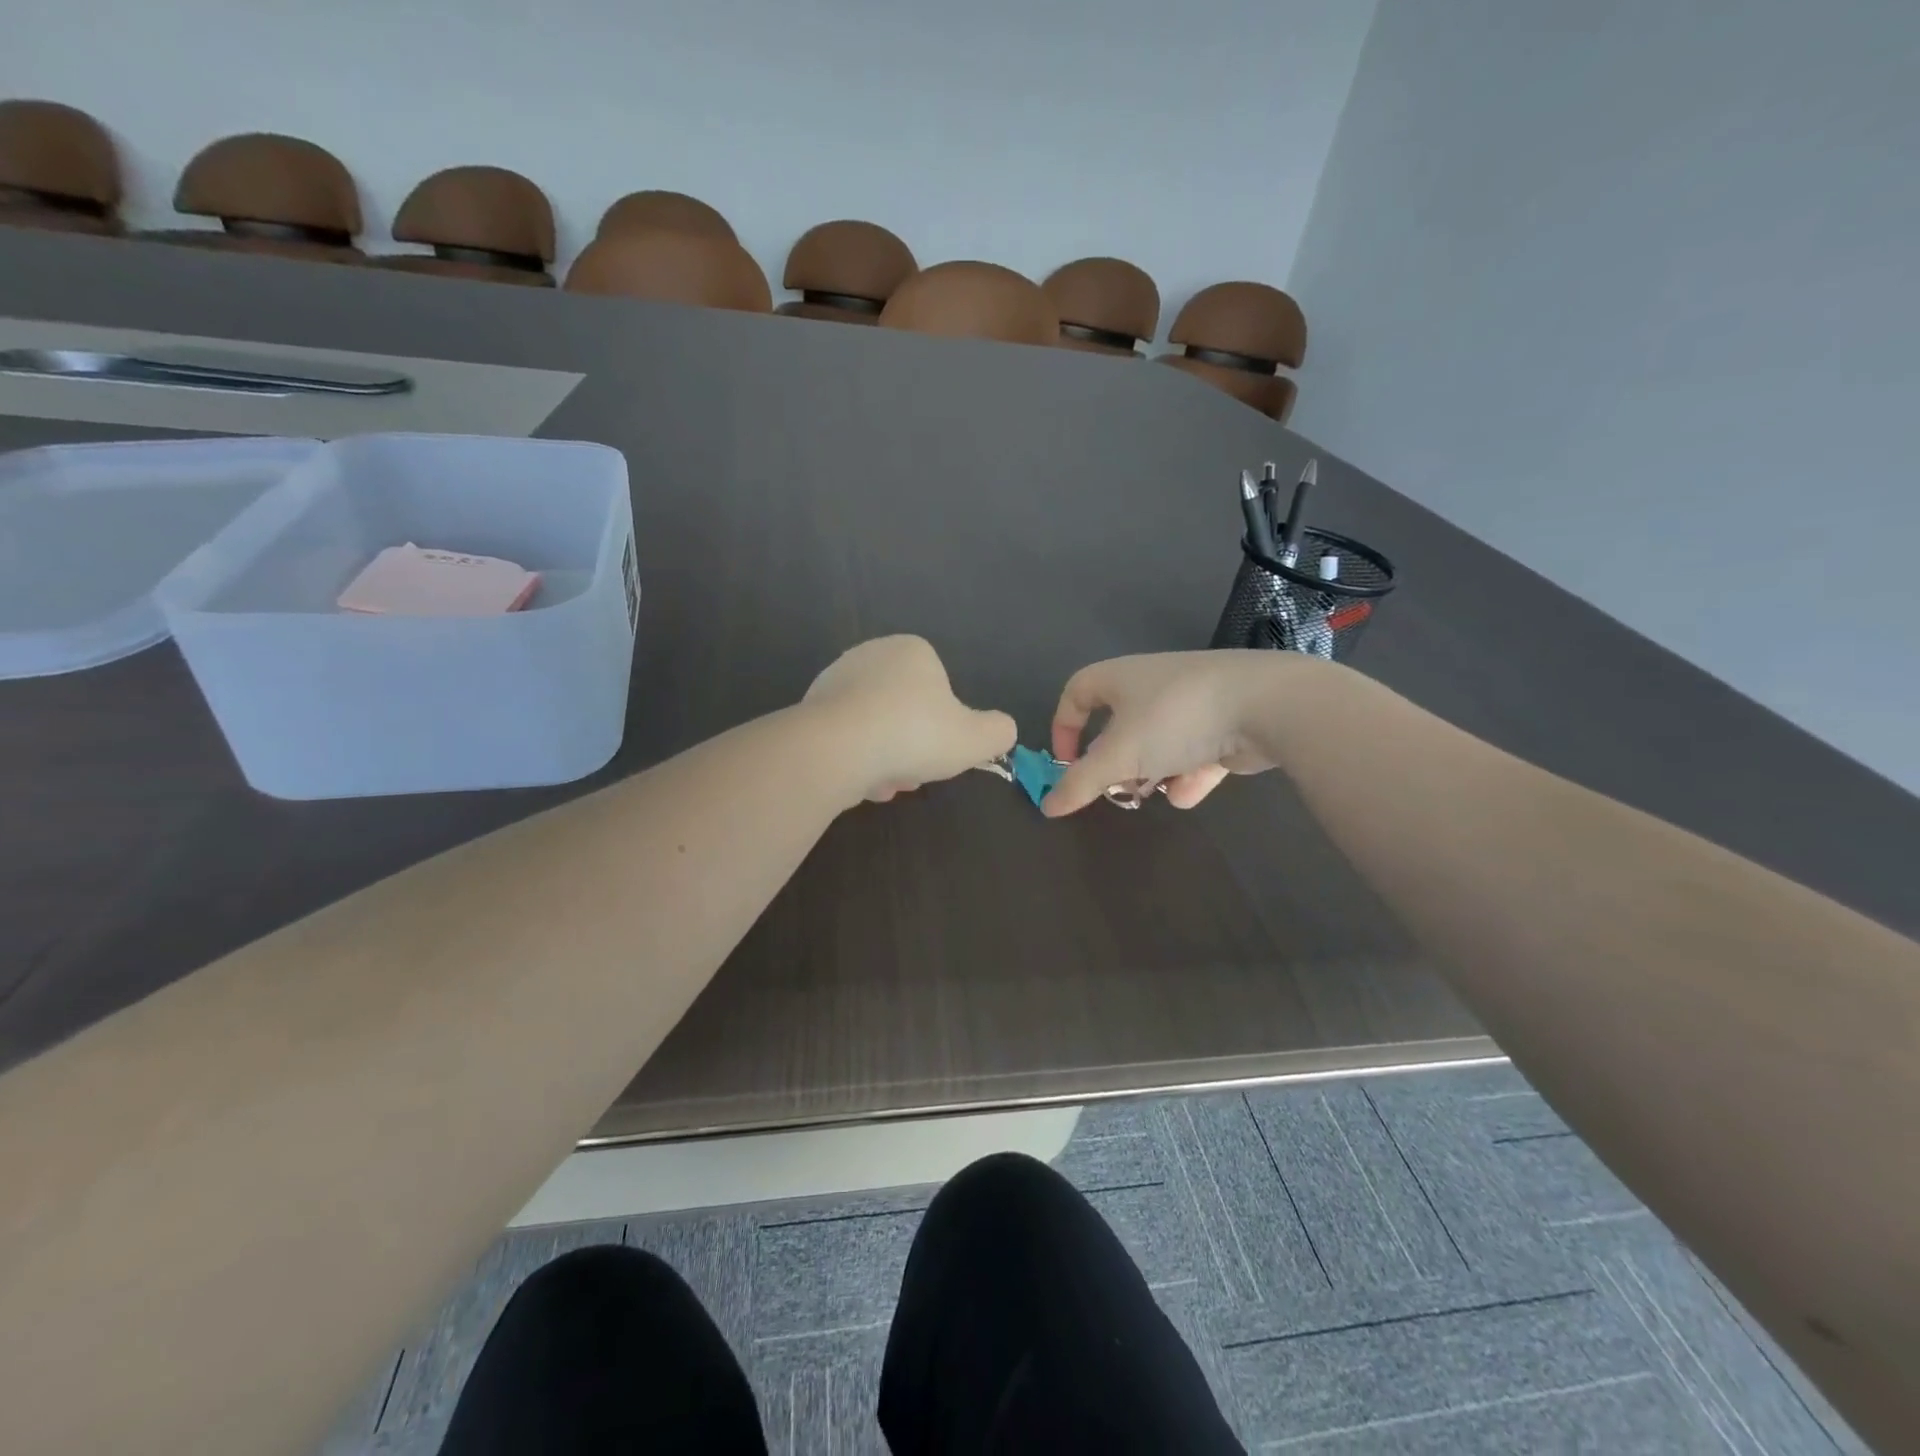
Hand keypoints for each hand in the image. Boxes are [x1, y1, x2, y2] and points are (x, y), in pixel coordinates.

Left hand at [803, 636, 1016, 804]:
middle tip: (914, 773)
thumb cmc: (914, 734)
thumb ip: (998, 732)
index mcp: (912, 651)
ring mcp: (835, 680)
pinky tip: (859, 781)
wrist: (837, 748)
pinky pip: (844, 738)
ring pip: (875, 729)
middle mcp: (871, 655)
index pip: (939, 690)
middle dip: (912, 747)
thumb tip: (1001, 730)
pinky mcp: (809, 708)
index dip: (945, 727)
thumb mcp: (976, 739)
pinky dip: (855, 760)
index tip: (941, 752)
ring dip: (885, 759)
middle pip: (905, 712)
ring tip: (885, 783)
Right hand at [1044, 650, 1312, 817]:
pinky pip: (1196, 751)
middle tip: (1115, 787)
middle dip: (1116, 760)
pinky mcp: (1227, 722)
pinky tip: (1188, 793)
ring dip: (1152, 770)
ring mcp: (1193, 702)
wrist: (1266, 704)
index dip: (1065, 727)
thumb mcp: (1119, 755)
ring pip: (1159, 740)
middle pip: (1120, 724)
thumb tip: (1047, 807)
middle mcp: (1154, 685)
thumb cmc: (1175, 718)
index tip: (1068, 763)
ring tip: (1155, 792)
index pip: (1077, 692)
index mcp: (1121, 678)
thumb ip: (1081, 783)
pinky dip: (1189, 773)